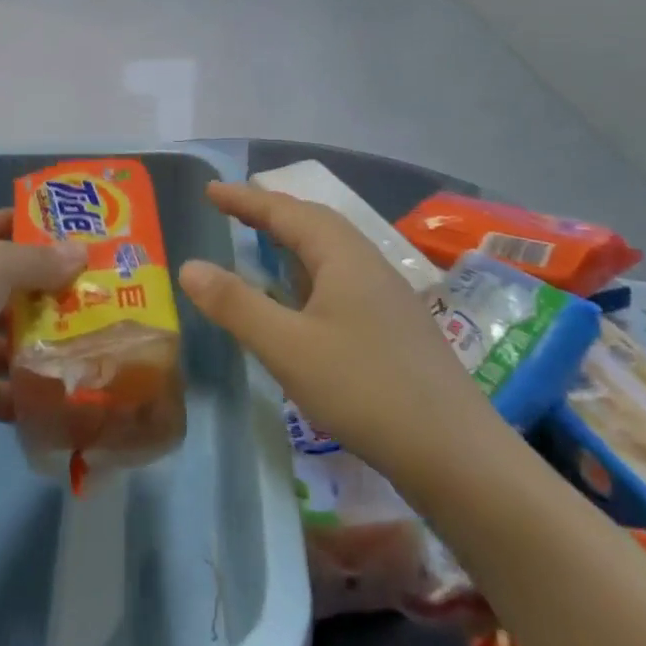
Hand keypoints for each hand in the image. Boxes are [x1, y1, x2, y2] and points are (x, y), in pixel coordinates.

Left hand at [0, 210, 85, 453]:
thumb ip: (38, 260)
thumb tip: (82, 251)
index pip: (0, 226)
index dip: (39, 225)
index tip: (88, 230)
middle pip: (16, 284)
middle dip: (58, 286)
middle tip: (113, 288)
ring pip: (18, 336)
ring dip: (55, 339)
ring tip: (109, 337)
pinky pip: (13, 387)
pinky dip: (41, 389)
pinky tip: (83, 386)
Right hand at [178, 182, 499, 491]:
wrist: (457, 455)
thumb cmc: (364, 389)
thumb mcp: (287, 347)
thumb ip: (235, 304)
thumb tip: (188, 266)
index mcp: (343, 256)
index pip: (286, 212)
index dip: (245, 199)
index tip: (211, 190)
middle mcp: (368, 264)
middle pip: (314, 222)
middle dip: (270, 212)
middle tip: (232, 210)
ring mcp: (387, 296)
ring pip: (332, 251)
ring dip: (293, 240)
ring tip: (263, 243)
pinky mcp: (395, 326)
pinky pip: (342, 278)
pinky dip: (310, 271)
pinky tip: (303, 299)